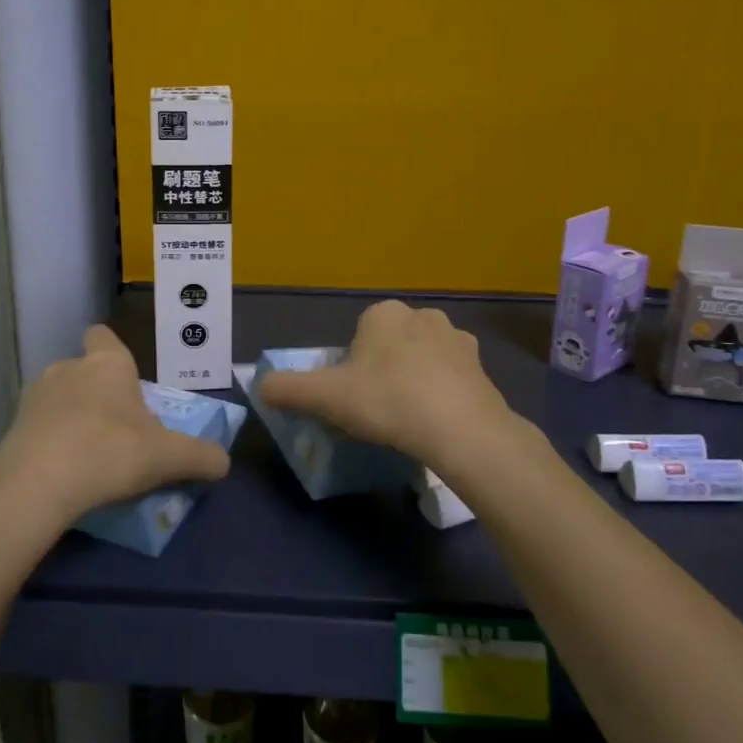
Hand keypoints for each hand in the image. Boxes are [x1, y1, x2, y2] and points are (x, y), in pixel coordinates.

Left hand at [0, 325, 230, 527]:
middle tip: (117, 430)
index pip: (103, 335)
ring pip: (59, 397)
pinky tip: (61, 471)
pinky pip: (38, 426)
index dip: (112, 351)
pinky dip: (49, 441)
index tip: (125, 379)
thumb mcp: (168, 457)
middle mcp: (68, 368)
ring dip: (71, 416)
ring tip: (87, 454)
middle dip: (98, 393)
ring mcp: (35, 396)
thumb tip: (224, 462)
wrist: (36, 485)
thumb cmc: (110, 453)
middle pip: (85, 370)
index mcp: (108, 364)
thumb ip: (201, 457)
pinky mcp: (12, 426)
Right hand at [258, 300, 518, 469]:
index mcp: (383, 313)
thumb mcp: (325, 398)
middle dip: (383, 369)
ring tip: (409, 418)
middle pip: (389, 343)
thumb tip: (260, 387)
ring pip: (421, 357)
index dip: (351, 367)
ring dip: (414, 378)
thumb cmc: (387, 402)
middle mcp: (421, 314)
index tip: (354, 397)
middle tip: (378, 409)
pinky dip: (442, 391)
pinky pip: (450, 375)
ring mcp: (456, 338)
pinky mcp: (481, 365)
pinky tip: (437, 420)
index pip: (357, 335)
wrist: (460, 429)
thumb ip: (287, 389)